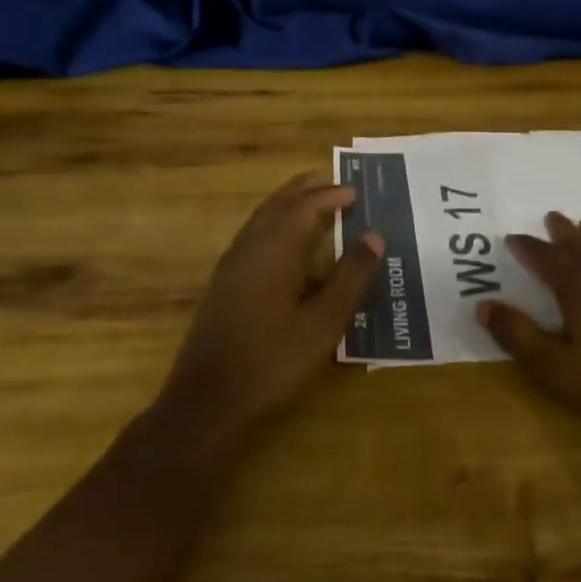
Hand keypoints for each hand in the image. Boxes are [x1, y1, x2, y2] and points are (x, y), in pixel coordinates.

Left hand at [154, 173, 381, 453]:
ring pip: (259, 221)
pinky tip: (283, 245)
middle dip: (302, 190)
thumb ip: (350, 277)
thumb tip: (374, 237)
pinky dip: (272, 226)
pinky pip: (251, 238)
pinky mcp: (222, 287)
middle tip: (328, 179)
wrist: (206, 403)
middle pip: (276, 206)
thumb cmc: (272, 362)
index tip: (354, 193)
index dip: (329, 197)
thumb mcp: (323, 323)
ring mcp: (230, 268)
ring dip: (285, 206)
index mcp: (273, 251)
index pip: (303, 209)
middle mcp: (248, 249)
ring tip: (308, 201)